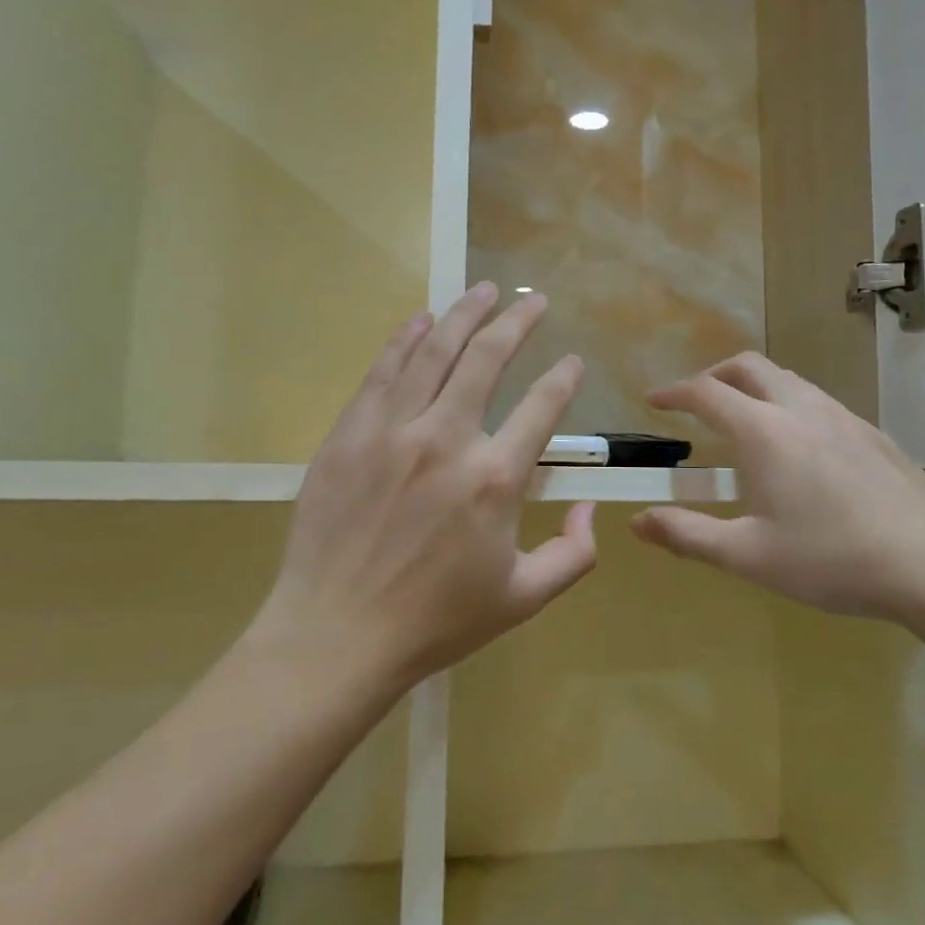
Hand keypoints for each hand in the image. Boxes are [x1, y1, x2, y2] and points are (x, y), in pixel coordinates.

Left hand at [252, 284, 597, 698]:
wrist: (336, 636)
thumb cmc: (436, 622)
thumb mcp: (523, 599)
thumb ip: (573, 554)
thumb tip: (588, 506)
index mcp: (495, 480)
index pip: (542, 407)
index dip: (563, 378)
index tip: (572, 362)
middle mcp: (447, 440)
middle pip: (487, 358)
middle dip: (517, 321)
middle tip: (533, 300)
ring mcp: (392, 432)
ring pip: (435, 352)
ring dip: (463, 314)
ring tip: (483, 289)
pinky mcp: (349, 435)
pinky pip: (383, 372)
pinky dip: (405, 339)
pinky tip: (421, 319)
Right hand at [630, 352, 924, 622]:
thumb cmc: (832, 559)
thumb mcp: (749, 555)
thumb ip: (688, 535)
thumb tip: (638, 522)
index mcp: (765, 432)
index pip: (706, 392)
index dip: (674, 392)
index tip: (654, 400)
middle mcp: (801, 409)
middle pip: (748, 367)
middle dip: (714, 375)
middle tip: (697, 401)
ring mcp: (843, 417)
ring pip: (788, 379)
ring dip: (754, 386)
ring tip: (744, 420)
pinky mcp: (872, 433)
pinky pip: (818, 401)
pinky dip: (789, 404)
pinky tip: (800, 448)